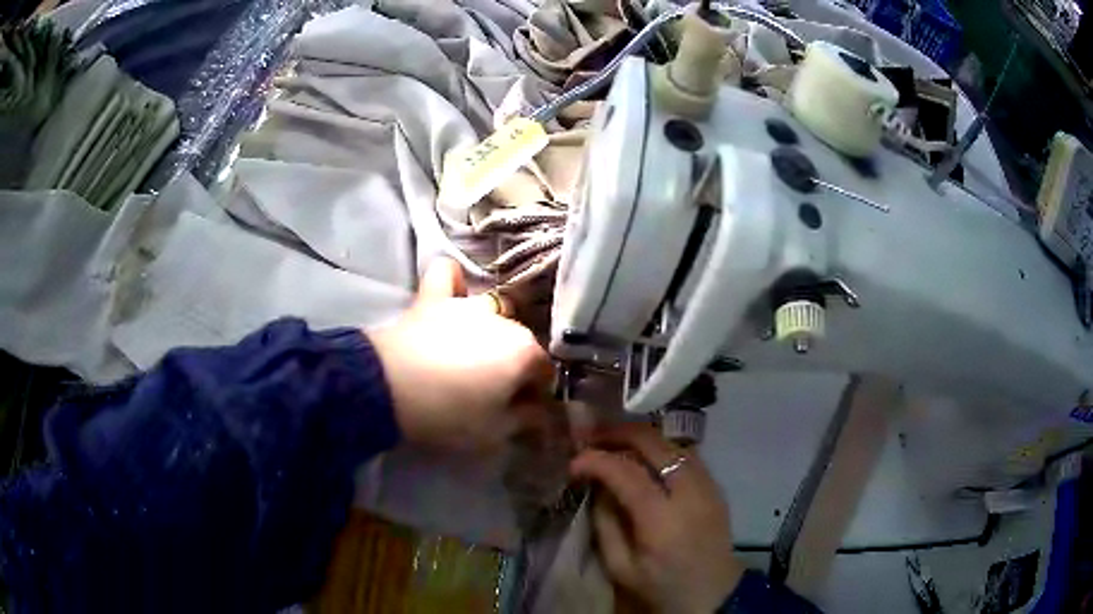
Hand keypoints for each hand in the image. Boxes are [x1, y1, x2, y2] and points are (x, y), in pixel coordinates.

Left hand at [369, 258, 554, 449]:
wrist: (388, 389)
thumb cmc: (447, 414)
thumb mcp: (494, 433)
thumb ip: (525, 420)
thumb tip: (539, 412)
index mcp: (524, 352)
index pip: (544, 372)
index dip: (535, 394)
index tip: (519, 411)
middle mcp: (503, 321)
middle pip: (520, 342)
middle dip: (514, 365)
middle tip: (492, 391)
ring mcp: (467, 305)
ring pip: (492, 310)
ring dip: (491, 330)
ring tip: (472, 353)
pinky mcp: (433, 299)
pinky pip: (447, 274)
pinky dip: (453, 282)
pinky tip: (454, 295)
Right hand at [571, 424, 743, 613]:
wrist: (714, 595)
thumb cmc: (662, 587)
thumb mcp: (621, 568)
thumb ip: (605, 525)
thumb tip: (598, 486)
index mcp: (662, 521)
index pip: (627, 473)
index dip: (597, 460)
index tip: (574, 463)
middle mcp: (690, 493)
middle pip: (655, 444)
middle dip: (619, 433)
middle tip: (592, 438)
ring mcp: (708, 486)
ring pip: (673, 443)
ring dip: (642, 437)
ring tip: (615, 442)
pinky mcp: (716, 487)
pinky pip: (687, 454)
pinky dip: (662, 448)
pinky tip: (645, 457)